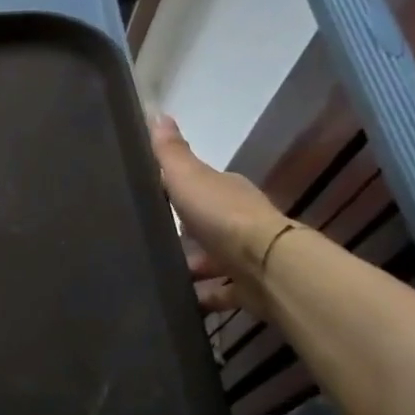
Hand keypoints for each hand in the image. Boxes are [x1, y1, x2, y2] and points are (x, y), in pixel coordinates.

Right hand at [149, 116, 289, 317]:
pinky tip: (179, 302)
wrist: (266, 265)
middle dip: (183, 234)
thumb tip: (158, 113)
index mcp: (227, 190)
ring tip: (158, 276)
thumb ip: (170, 152)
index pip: (201, 186)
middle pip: (207, 224)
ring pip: (213, 260)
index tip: (153, 199)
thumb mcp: (187, 176)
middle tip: (149, 242)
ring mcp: (246, 256)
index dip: (178, 191)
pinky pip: (220, 293)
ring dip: (191, 268)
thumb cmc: (222, 215)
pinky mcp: (248, 288)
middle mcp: (240, 220)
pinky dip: (202, 297)